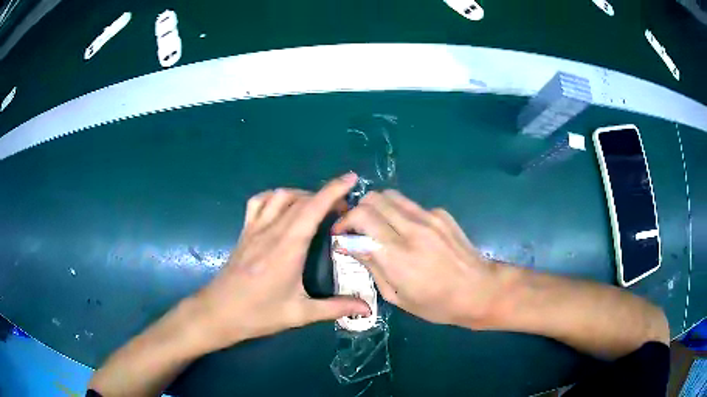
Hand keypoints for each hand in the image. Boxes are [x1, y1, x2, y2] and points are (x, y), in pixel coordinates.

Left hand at [192, 173, 370, 351]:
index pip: (313, 209)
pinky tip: (282, 208)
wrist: (219, 312)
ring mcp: (254, 229)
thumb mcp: (300, 314)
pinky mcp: (244, 232)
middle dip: (325, 196)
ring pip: (279, 196)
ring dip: (301, 195)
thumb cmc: (259, 314)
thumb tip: (367, 308)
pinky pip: (258, 202)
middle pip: (300, 200)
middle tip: (342, 210)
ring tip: (316, 208)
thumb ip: (335, 308)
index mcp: (288, 248)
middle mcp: (271, 231)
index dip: (333, 190)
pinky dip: (274, 197)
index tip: (351, 179)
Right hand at [333, 190, 501, 327]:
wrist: (479, 290)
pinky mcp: (441, 214)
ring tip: (377, 226)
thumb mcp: (397, 296)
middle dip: (357, 210)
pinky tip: (407, 232)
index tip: (340, 235)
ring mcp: (430, 217)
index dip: (344, 222)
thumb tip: (350, 245)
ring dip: (377, 207)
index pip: (361, 218)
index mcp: (398, 255)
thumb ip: (372, 266)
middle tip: (356, 229)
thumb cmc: (436, 304)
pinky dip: (399, 214)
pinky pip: (411, 206)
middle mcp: (412, 229)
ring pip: (391, 196)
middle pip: (373, 199)